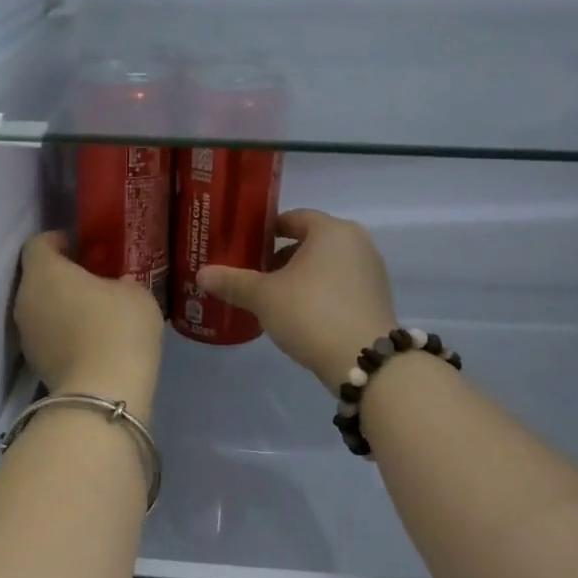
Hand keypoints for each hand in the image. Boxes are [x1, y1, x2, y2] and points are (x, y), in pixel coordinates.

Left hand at [14, 232, 164, 415]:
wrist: (102, 396)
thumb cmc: (118, 330)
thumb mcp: (136, 293)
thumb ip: (120, 280)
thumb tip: (115, 285)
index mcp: (44, 272)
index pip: (39, 243)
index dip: (61, 240)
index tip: (87, 248)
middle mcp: (24, 299)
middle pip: (38, 276)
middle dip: (63, 275)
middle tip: (96, 279)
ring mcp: (25, 334)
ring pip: (41, 307)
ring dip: (62, 305)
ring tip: (96, 312)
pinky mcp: (35, 363)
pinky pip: (48, 334)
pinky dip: (64, 332)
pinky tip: (92, 340)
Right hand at [198, 209, 398, 390]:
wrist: (362, 359)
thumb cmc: (310, 313)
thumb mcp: (264, 297)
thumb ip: (233, 282)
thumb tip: (201, 274)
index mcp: (332, 230)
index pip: (293, 218)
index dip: (266, 231)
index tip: (245, 248)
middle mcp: (357, 243)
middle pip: (310, 242)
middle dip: (280, 257)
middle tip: (253, 276)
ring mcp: (371, 272)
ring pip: (325, 266)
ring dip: (299, 278)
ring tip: (272, 299)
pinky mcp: (376, 299)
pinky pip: (339, 286)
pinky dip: (318, 294)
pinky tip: (298, 316)